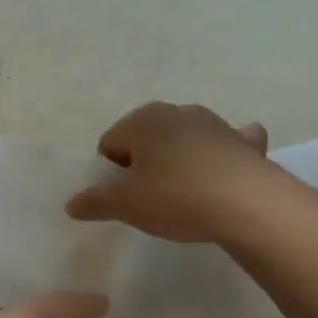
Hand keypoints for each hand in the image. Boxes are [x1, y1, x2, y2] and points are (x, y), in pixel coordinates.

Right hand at [66, 102, 275, 242]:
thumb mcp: (126, 205)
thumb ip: (95, 201)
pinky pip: (228, 141)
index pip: (110, 142)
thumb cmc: (175, 197)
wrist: (247, 204)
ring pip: (184, 137)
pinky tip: (224, 169)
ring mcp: (214, 123)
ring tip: (184, 191)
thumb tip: (71, 204)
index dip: (111, 171)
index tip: (123, 196)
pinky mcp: (244, 142)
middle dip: (144, 161)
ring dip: (179, 156)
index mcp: (142, 121)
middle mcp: (176, 112)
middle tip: (149, 196)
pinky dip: (224, 151)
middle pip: (146, 137)